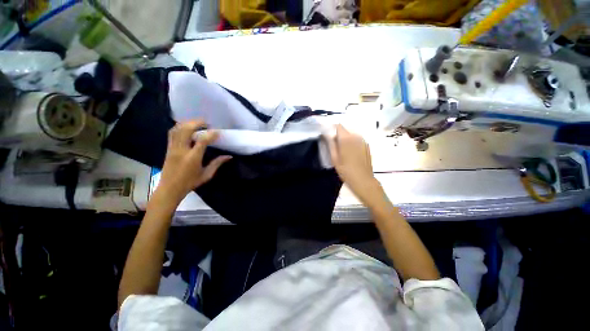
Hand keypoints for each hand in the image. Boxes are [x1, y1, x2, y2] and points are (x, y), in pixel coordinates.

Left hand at [157, 120, 231, 203]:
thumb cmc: (190, 183)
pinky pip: (172, 133)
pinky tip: (186, 127)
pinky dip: (179, 127)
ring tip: (197, 123)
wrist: (169, 188)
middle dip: (197, 123)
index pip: (202, 141)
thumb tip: (229, 156)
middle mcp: (181, 150)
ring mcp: (173, 148)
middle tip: (207, 122)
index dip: (211, 134)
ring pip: (178, 129)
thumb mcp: (207, 174)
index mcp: (193, 158)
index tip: (218, 131)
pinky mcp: (168, 148)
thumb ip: (217, 163)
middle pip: (186, 130)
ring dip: (188, 123)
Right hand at [325, 125, 379, 202]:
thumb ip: (331, 144)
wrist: (363, 180)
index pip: (338, 126)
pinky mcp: (367, 145)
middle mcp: (356, 136)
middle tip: (334, 145)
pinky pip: (357, 139)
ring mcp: (363, 140)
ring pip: (351, 134)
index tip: (328, 136)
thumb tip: (327, 134)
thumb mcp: (334, 158)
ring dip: (346, 139)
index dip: (332, 129)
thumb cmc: (346, 170)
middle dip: (338, 135)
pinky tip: (350, 153)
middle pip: (345, 130)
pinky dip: (352, 142)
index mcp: (346, 138)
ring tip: (342, 150)